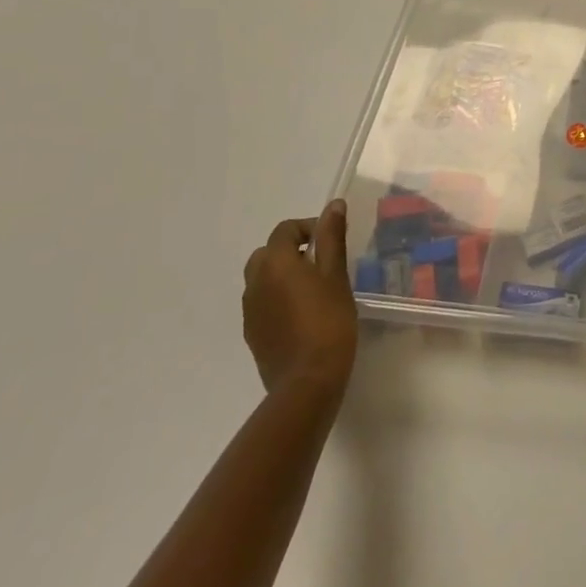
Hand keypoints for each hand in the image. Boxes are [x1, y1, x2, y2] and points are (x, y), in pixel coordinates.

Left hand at [242, 200, 357, 402]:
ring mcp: (249, 311)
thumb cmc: (328, 321)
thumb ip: (332, 237)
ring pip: (262, 279)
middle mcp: (254, 282)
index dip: (309, 228)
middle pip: (267, 253)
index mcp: (274, 263)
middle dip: (291, 251)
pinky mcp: (251, 333)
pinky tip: (302, 314)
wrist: (307, 381)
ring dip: (282, 275)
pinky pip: (261, 303)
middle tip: (321, 263)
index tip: (332, 241)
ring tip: (313, 289)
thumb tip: (333, 205)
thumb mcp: (336, 274)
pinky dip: (277, 298)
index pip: (285, 230)